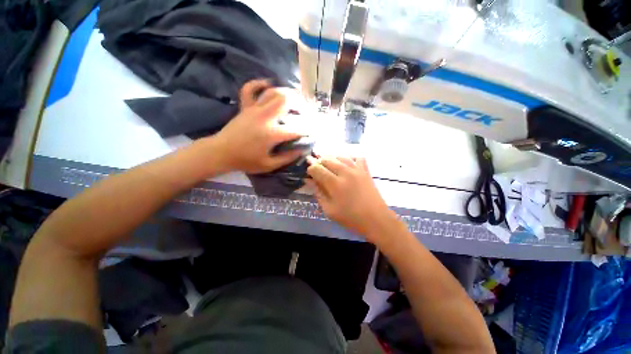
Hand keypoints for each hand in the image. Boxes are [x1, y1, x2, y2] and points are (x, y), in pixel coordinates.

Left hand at [214, 79, 304, 173]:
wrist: (220, 153)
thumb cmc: (245, 161)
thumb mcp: (269, 165)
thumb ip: (287, 158)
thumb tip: (301, 150)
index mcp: (272, 134)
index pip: (296, 129)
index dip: (307, 130)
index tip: (313, 132)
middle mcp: (265, 117)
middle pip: (286, 101)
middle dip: (299, 103)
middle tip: (305, 110)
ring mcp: (254, 109)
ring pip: (272, 92)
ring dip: (286, 92)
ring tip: (294, 98)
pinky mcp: (245, 107)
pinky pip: (250, 89)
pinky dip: (259, 84)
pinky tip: (268, 84)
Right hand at [306, 156, 395, 241]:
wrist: (376, 219)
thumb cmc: (350, 217)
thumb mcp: (329, 210)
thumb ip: (318, 193)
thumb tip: (309, 181)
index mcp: (334, 183)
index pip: (317, 168)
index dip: (310, 169)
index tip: (309, 174)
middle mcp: (345, 172)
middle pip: (327, 159)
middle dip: (319, 162)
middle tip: (317, 170)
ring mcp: (357, 169)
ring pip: (340, 156)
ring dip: (332, 158)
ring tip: (329, 165)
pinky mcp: (365, 170)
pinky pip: (357, 157)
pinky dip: (350, 158)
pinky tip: (347, 164)